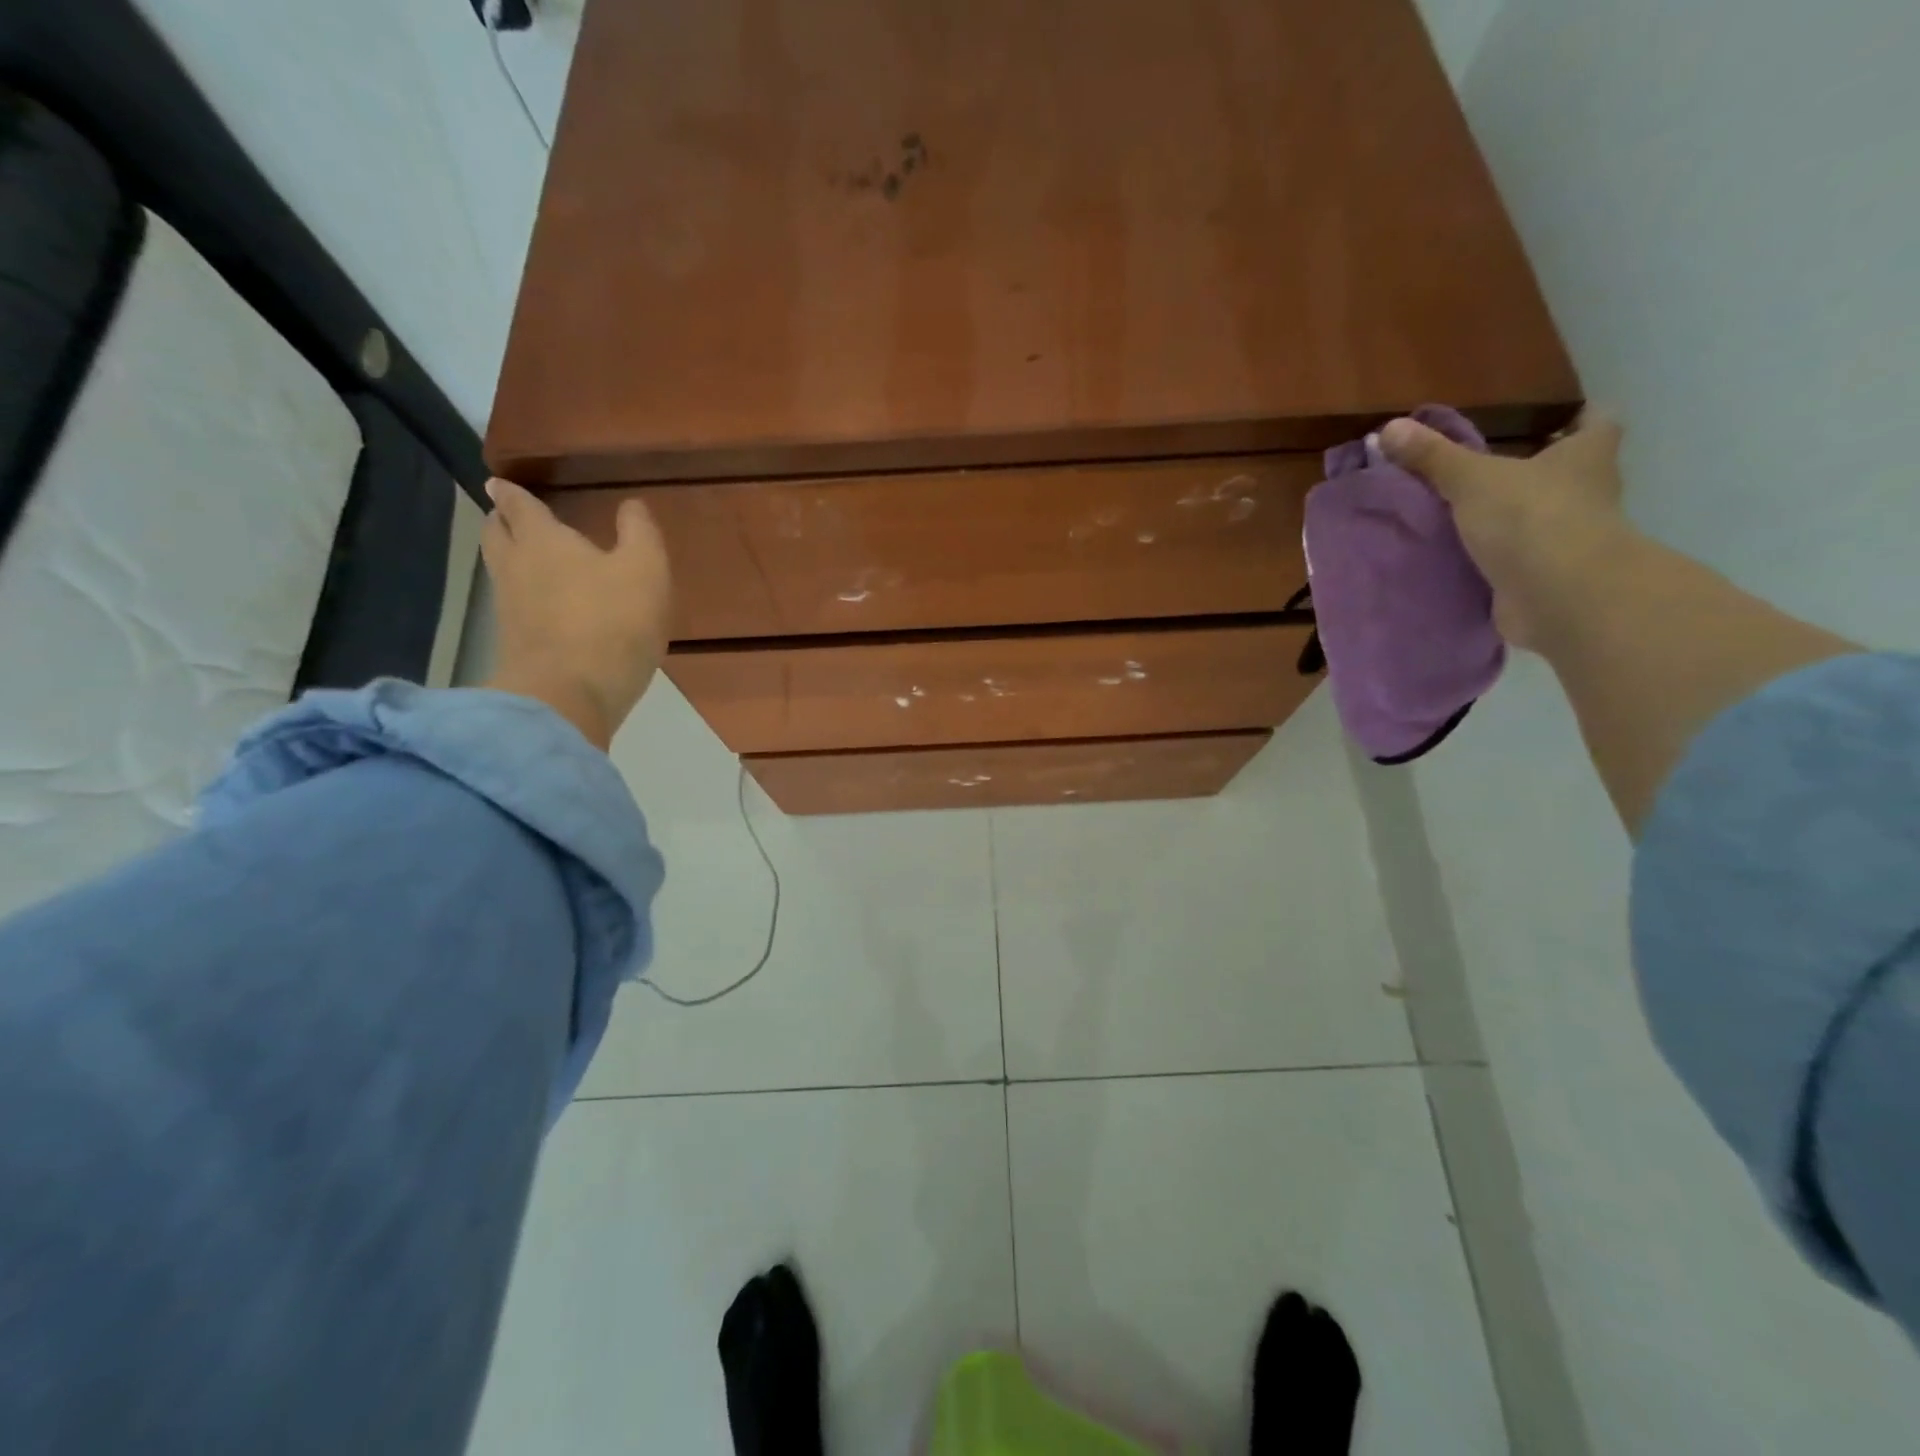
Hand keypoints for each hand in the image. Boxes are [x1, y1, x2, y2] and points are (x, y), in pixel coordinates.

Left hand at [481, 477, 671, 749]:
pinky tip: (540, 605)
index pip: (519, 506)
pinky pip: (513, 607)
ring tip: (525, 557)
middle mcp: (515, 568)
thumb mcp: (646, 570)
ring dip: (508, 558)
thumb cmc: (613, 621)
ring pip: (500, 571)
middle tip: (509, 516)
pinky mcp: (514, 645)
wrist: (570, 695)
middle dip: (501, 522)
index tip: (500, 483)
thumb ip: (640, 533)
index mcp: (543, 540)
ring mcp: (509, 610)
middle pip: (496, 535)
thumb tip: (631, 505)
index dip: (512, 493)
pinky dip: (522, 596)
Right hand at [1379, 411, 1633, 652]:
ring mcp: (1574, 539)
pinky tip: (1467, 560)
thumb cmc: (1530, 518)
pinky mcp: (1551, 577)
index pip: (1596, 422)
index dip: (1580, 417)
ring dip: (1516, 519)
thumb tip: (1390, 427)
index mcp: (1586, 456)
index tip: (1556, 420)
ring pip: (1546, 519)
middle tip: (1493, 469)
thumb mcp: (1472, 479)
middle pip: (1571, 473)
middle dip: (1539, 472)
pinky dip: (1501, 560)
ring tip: (1468, 517)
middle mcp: (1590, 493)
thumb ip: (1433, 456)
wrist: (1559, 595)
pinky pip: (1523, 561)